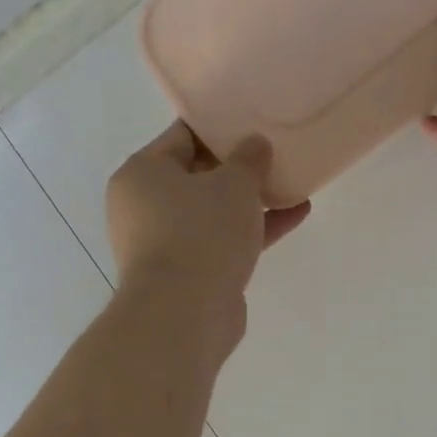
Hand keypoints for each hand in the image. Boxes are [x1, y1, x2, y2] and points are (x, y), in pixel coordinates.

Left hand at [106, 122, 310, 323]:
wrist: (184, 314)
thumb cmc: (201, 233)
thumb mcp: (233, 184)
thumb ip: (248, 158)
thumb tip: (255, 144)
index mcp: (142, 173)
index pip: (182, 136)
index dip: (220, 127)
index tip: (253, 121)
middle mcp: (145, 206)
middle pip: (198, 175)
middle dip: (238, 167)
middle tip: (275, 152)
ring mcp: (165, 243)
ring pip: (213, 211)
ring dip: (250, 201)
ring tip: (292, 184)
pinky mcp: (188, 273)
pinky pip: (222, 241)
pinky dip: (253, 230)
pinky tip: (295, 215)